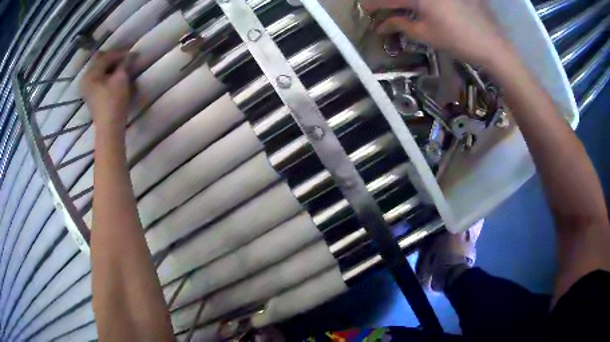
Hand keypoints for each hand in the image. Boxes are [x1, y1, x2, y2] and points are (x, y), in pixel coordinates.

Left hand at [81, 51, 133, 128]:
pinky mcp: (90, 95)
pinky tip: (114, 75)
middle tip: (126, 57)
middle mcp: (86, 78)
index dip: (119, 53)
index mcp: (91, 73)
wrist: (109, 127)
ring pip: (99, 70)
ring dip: (110, 66)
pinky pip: (98, 78)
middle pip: (100, 61)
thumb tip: (130, 54)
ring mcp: (87, 87)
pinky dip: (106, 74)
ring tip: (121, 66)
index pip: (106, 56)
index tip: (131, 52)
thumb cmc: (114, 102)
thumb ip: (124, 64)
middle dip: (113, 58)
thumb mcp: (121, 79)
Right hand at [361, 0, 512, 66]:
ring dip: (405, 4)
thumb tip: (382, 25)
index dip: (375, 4)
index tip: (364, 8)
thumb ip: (401, 25)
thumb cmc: (458, 41)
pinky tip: (419, 8)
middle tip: (381, 7)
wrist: (492, 44)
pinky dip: (420, 4)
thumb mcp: (426, 35)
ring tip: (399, 10)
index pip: (390, 0)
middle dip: (389, 3)